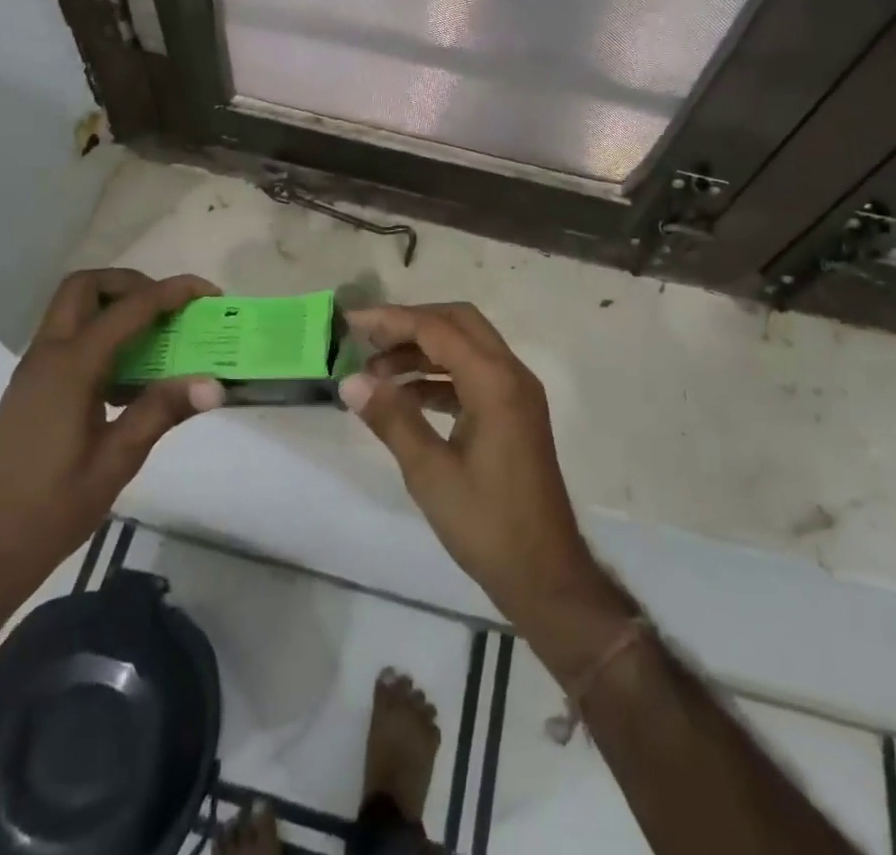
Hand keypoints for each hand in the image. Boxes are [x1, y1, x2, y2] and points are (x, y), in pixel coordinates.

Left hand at [0, 269, 223, 608]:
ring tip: (155, 337)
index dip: (172, 293)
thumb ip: (162, 411)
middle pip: (85, 287)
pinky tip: (127, 376)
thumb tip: (214, 383)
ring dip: (114, 305)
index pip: (128, 309)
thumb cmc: (51, 509)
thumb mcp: (116, 461)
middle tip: (168, 309)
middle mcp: (47, 356)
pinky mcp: (31, 389)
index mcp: (70, 368)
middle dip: (132, 284)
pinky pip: (67, 337)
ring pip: (71, 308)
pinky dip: (100, 332)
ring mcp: (34, 371)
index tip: (208, 293)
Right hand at [340, 303, 636, 678]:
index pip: (438, 329)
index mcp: (495, 382)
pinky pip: (473, 374)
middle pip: (458, 323)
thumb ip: (392, 418)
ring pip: (466, 347)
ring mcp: (516, 393)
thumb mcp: (430, 472)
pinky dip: (439, 376)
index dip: (392, 320)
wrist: (545, 574)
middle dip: (410, 324)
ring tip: (376, 372)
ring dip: (423, 351)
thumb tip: (350, 381)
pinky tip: (406, 395)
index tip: (352, 322)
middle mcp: (511, 374)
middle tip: (367, 339)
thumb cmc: (487, 524)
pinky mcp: (514, 412)